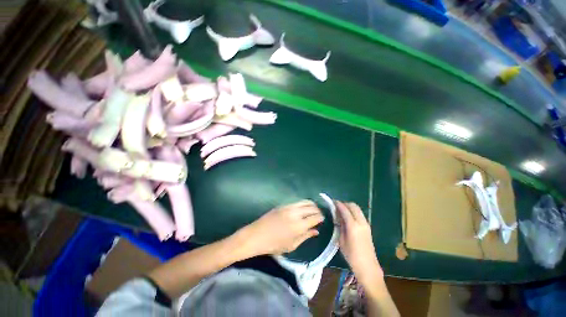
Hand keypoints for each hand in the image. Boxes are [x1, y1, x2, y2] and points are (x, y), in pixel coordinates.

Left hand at [239, 200, 324, 255]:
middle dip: (318, 210)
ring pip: (305, 202)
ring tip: (313, 209)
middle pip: (312, 208)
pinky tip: (303, 208)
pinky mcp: (283, 204)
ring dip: (311, 205)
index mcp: (299, 226)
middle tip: (319, 214)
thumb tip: (316, 231)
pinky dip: (303, 203)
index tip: (322, 219)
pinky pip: (297, 202)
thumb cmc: (274, 245)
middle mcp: (296, 213)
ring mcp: (289, 207)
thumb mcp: (292, 245)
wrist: (256, 235)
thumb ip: (305, 236)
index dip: (321, 218)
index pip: (315, 217)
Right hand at [336, 201, 382, 281]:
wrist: (368, 267)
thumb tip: (337, 216)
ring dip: (349, 207)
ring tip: (341, 211)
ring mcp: (366, 224)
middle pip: (353, 206)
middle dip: (344, 203)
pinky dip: (353, 211)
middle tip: (336, 206)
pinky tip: (348, 217)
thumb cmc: (351, 256)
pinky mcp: (368, 227)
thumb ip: (340, 226)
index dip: (338, 204)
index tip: (332, 201)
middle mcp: (361, 222)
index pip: (345, 209)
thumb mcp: (341, 240)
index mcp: (353, 226)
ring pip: (357, 209)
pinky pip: (360, 214)